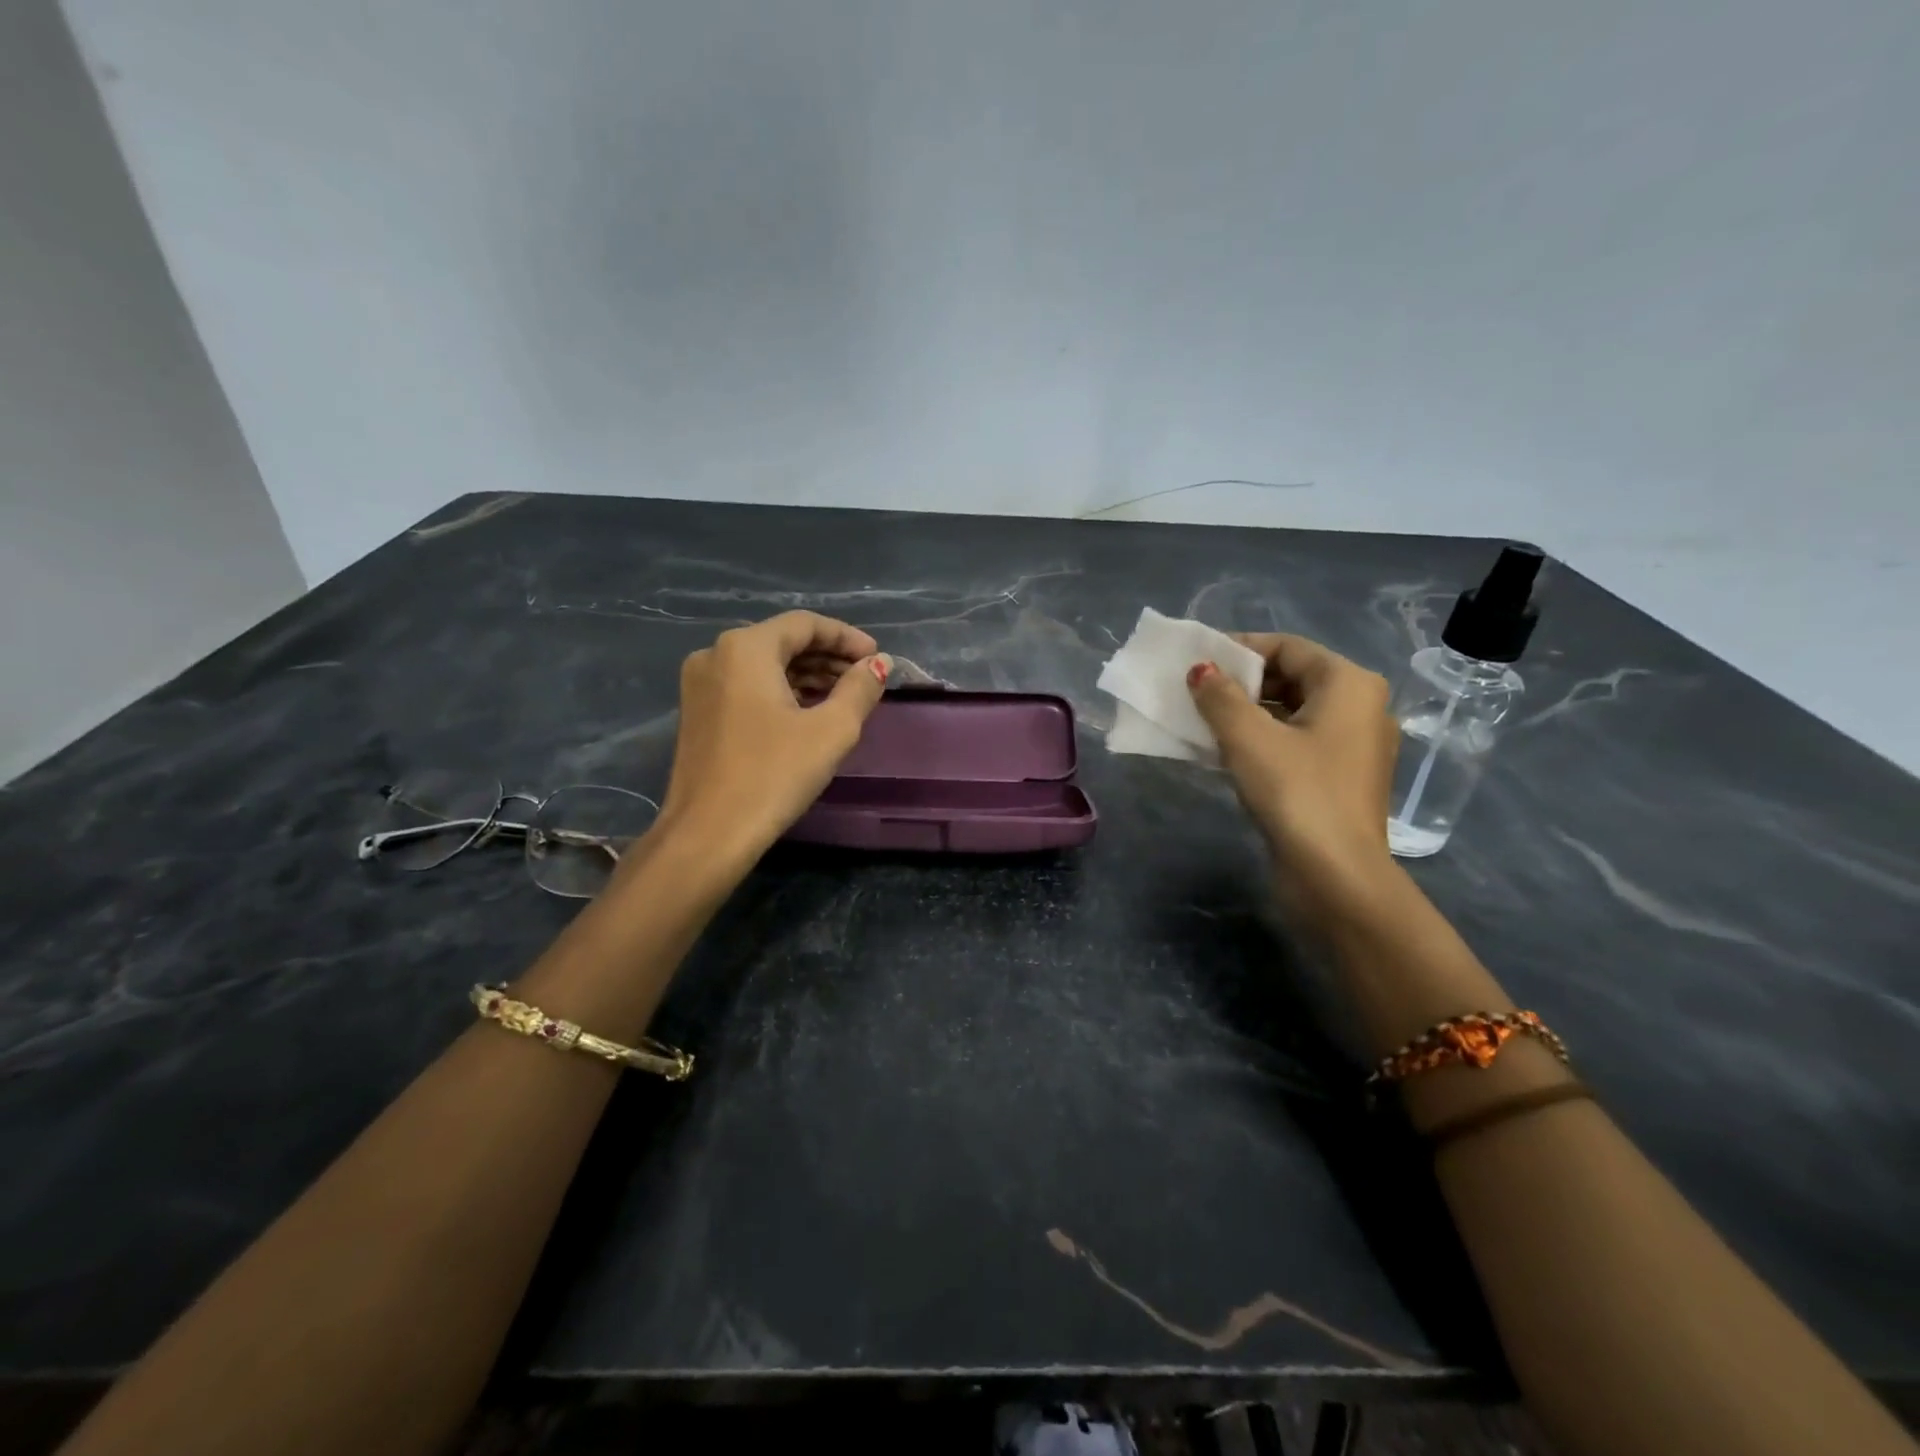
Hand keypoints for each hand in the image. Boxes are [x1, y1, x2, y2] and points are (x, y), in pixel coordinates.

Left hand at [656, 612, 890, 864]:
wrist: (709, 833)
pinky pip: (747, 686)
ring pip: (765, 665)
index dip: (846, 637)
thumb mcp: (831, 730)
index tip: (877, 657)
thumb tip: (879, 664)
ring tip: (845, 696)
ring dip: (807, 675)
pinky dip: (781, 691)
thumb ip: (860, 689)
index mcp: (745, 648)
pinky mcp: (698, 713)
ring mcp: (701, 684)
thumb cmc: (774, 774)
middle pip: (783, 641)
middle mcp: (716, 654)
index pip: (805, 624)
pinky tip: (809, 712)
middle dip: (828, 656)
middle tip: (865, 678)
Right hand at [1186, 634, 1398, 913]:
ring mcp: (1355, 745)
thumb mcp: (1248, 738)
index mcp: (1349, 684)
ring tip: (1203, 721)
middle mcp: (1362, 706)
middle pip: (1292, 677)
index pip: (1287, 647)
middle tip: (1196, 693)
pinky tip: (1226, 752)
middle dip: (1242, 683)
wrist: (1337, 875)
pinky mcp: (1342, 777)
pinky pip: (1298, 741)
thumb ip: (1220, 697)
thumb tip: (1201, 670)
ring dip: (1248, 713)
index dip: (1239, 649)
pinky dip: (1264, 739)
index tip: (1197, 661)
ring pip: (1293, 712)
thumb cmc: (1296, 792)